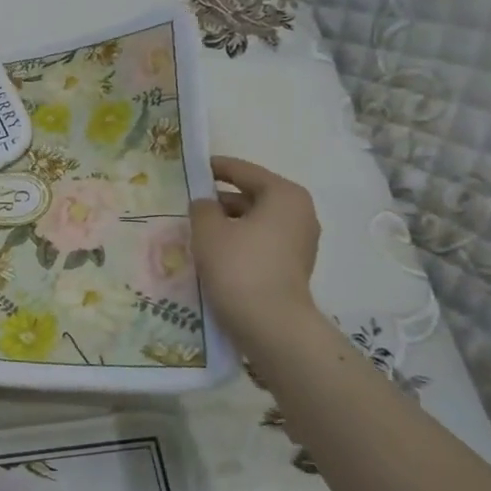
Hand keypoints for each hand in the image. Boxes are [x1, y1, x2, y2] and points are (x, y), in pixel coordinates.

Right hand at [189, 156, 321, 354]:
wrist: (270, 323)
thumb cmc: (239, 266)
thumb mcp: (208, 230)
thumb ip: (202, 208)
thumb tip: (205, 204)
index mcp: (284, 195)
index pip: (244, 171)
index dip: (216, 167)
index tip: (193, 168)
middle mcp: (299, 213)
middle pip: (252, 196)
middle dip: (221, 200)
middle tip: (190, 204)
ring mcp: (300, 243)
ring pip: (256, 222)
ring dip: (228, 224)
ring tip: (197, 230)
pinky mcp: (293, 267)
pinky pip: (260, 243)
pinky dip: (239, 242)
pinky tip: (214, 253)